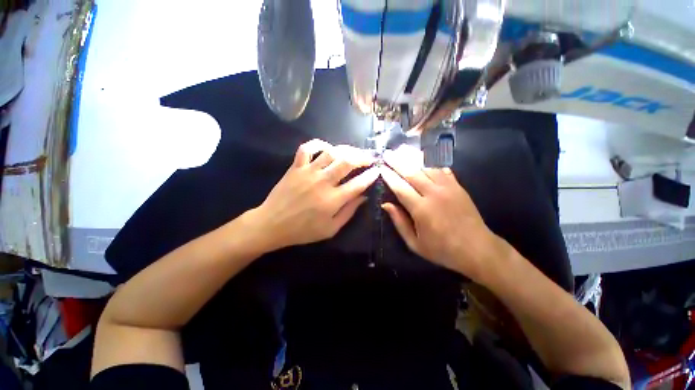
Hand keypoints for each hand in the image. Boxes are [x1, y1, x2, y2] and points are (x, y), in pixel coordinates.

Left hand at [249, 139, 378, 251]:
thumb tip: (364, 197)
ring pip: (331, 152)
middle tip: (369, 158)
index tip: (377, 171)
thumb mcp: (330, 229)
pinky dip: (318, 144)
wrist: (272, 224)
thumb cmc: (303, 230)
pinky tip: (327, 147)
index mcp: (333, 200)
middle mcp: (323, 182)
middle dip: (362, 157)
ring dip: (346, 150)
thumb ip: (349, 212)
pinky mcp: (296, 167)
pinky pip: (307, 148)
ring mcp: (308, 172)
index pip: (358, 184)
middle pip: (347, 162)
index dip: (370, 176)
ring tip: (354, 152)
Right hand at [379, 147, 506, 280]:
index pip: (400, 188)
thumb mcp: (415, 243)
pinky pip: (442, 170)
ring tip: (402, 150)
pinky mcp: (458, 186)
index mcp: (421, 209)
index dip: (389, 177)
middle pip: (412, 173)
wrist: (477, 249)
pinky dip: (431, 163)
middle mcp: (434, 194)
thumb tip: (386, 204)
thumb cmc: (442, 249)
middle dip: (398, 162)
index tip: (381, 167)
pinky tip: (424, 157)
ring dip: (413, 158)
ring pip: (427, 168)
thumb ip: (399, 222)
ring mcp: (448, 188)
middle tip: (388, 153)